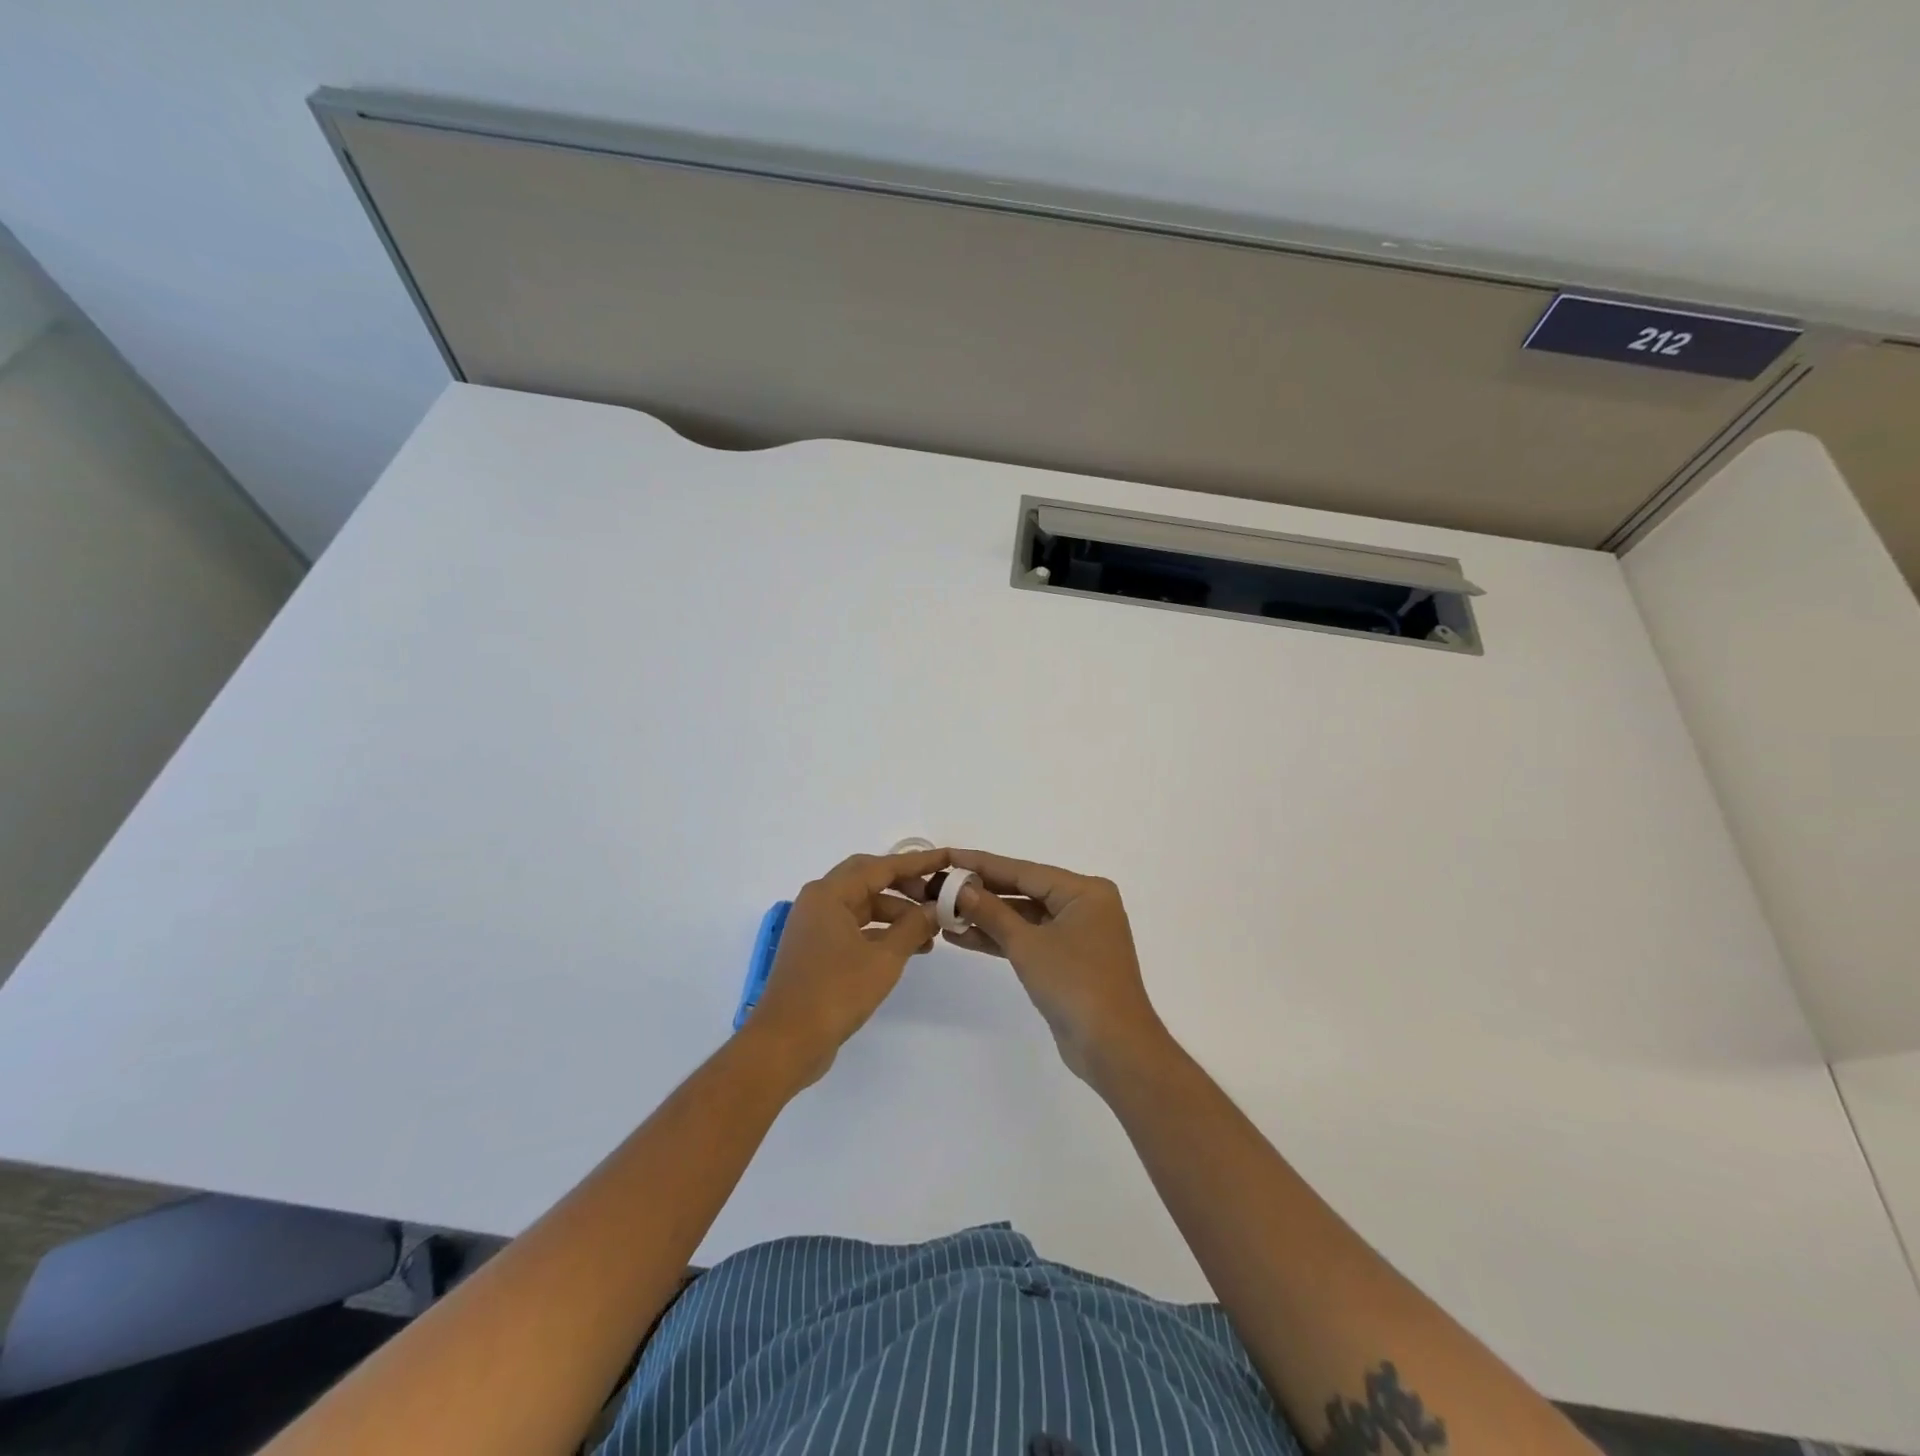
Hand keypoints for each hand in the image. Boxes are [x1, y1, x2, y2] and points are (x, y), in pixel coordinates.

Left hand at [745, 847, 947, 1086]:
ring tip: (930, 932)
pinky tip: (907, 948)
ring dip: (896, 914)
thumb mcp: (884, 958)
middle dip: (905, 885)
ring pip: (863, 905)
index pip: (881, 866)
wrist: (786, 1042)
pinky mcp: (817, 950)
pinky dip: (881, 933)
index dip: (917, 863)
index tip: (947, 860)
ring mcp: (815, 926)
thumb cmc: (835, 992)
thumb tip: (936, 908)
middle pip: (869, 880)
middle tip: (936, 895)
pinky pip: (855, 927)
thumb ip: (913, 927)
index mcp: (829, 894)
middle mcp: (818, 901)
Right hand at [945, 850, 1170, 1083]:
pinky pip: (1029, 939)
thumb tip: (961, 888)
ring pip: (1024, 917)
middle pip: (1024, 891)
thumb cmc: (1075, 984)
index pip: (1024, 870)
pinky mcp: (1066, 960)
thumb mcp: (1028, 944)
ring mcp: (1076, 934)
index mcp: (1084, 891)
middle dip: (982, 892)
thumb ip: (992, 913)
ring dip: (986, 918)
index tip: (949, 856)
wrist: (1113, 1048)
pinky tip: (963, 936)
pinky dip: (1000, 939)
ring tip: (943, 912)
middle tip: (940, 884)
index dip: (983, 864)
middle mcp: (1083, 905)